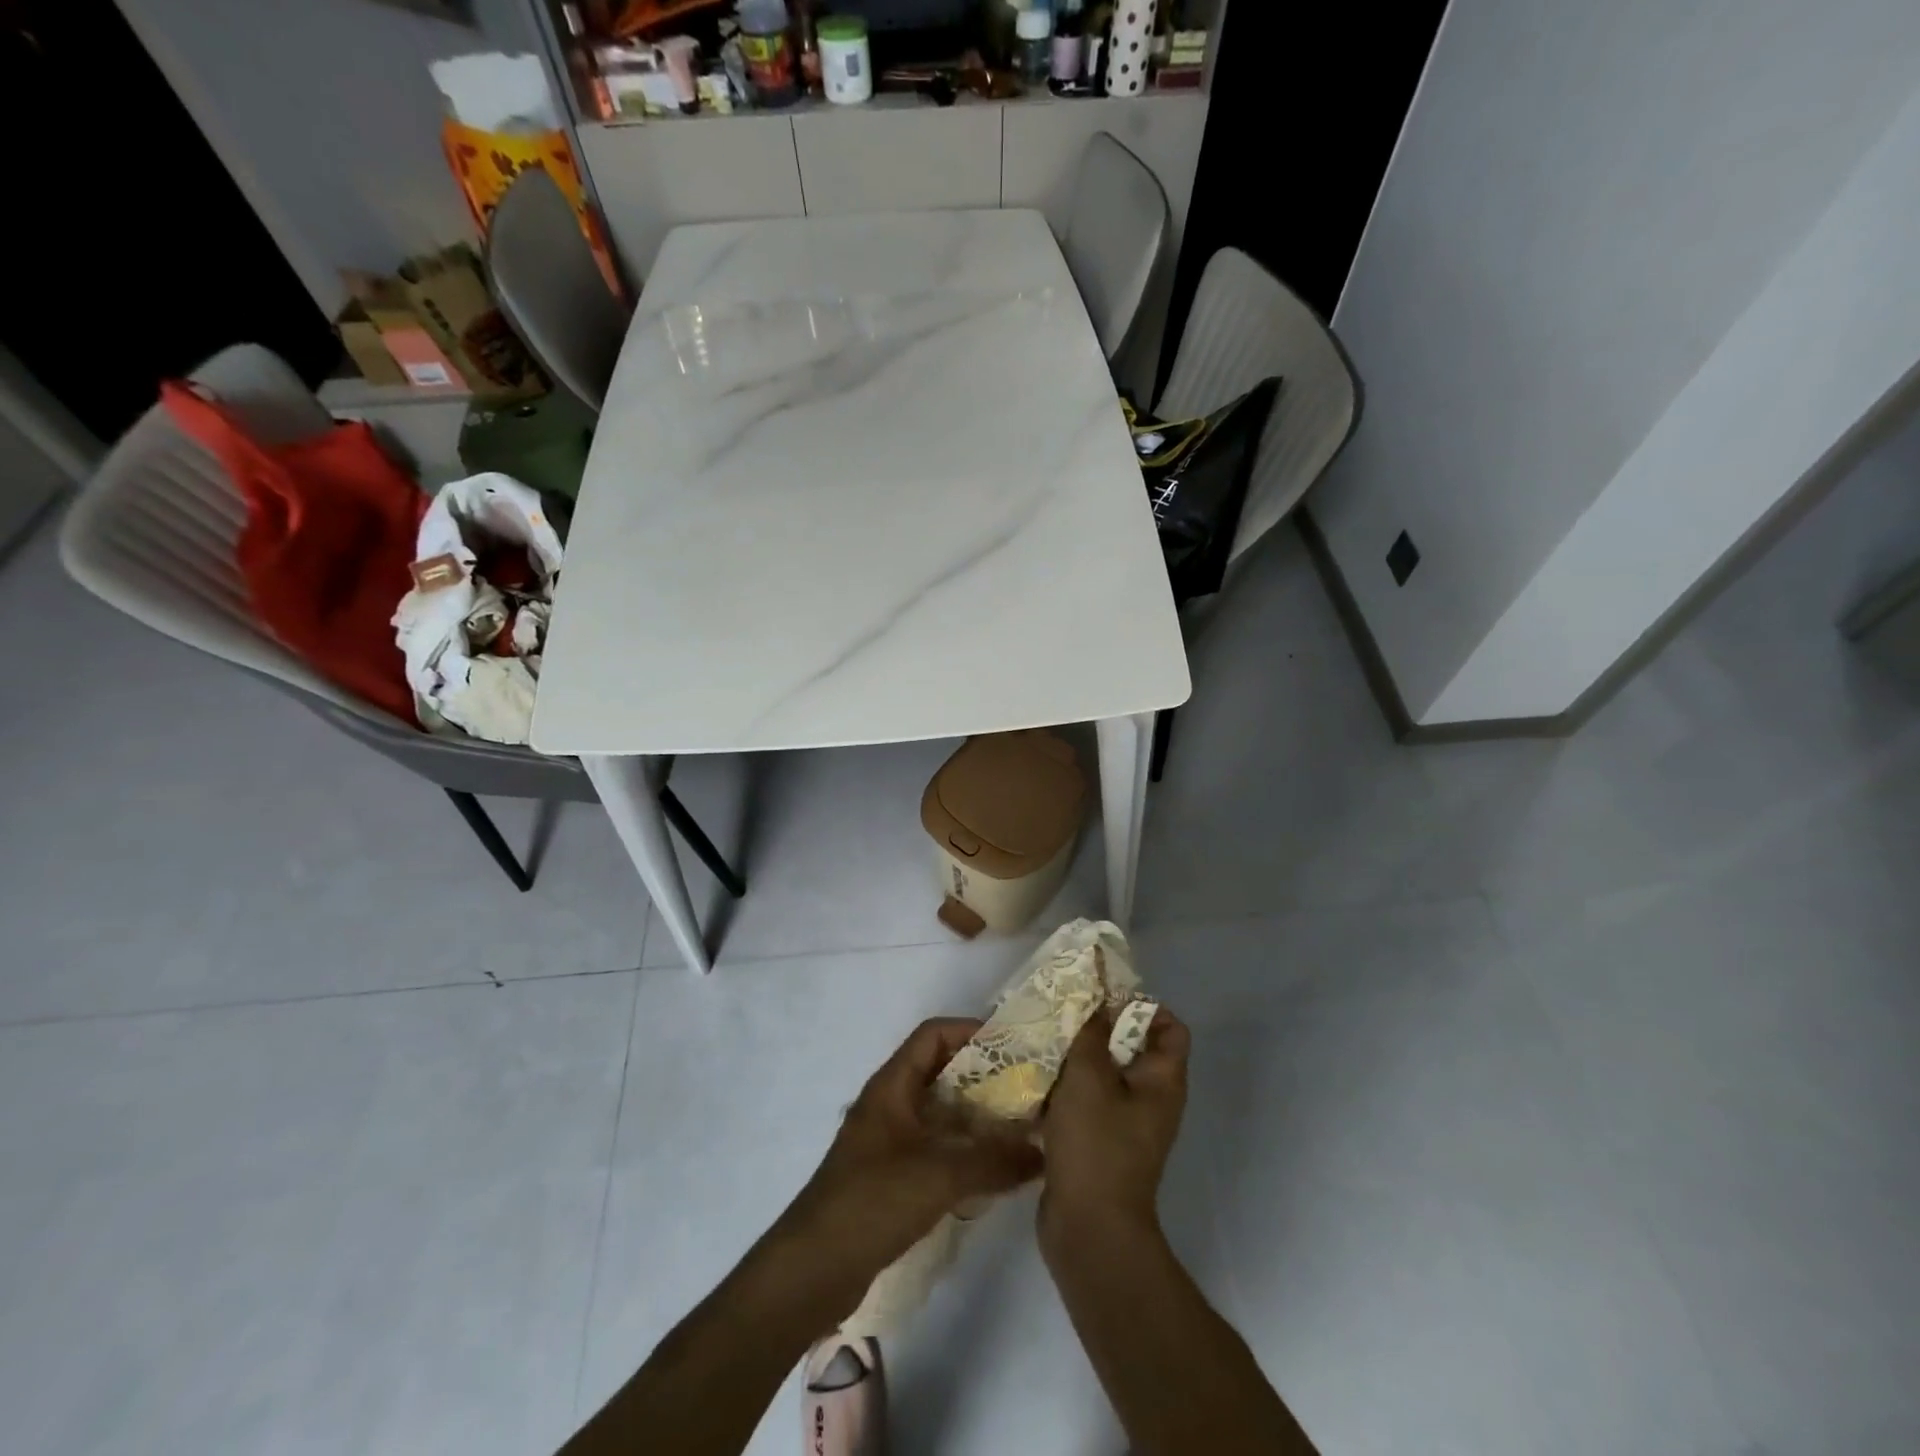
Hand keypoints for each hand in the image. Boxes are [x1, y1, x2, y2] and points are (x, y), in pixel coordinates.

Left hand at [780, 1018, 1042, 1290]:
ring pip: (940, 1114)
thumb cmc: (872, 1201)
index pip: (933, 1036)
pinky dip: (964, 1151)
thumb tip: (1042, 1153)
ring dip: (977, 1117)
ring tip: (1021, 1128)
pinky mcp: (892, 1177)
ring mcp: (889, 1141)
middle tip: (1028, 1089)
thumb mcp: (939, 1175)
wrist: (812, 1268)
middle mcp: (890, 1104)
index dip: (971, 1031)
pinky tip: (994, 1170)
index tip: (1013, 1045)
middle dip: (984, 1077)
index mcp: (892, 1085)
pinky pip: (936, 1148)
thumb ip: (993, 1161)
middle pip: (941, 1073)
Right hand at [1038, 1006, 1190, 1248]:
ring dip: (1075, 1057)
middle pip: (1131, 1047)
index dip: (1142, 1006)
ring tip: (1041, 1039)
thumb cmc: (1097, 1144)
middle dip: (1097, 1027)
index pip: (1169, 1027)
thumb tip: (1095, 999)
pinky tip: (1033, 1077)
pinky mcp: (1098, 1143)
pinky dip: (1064, 1088)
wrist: (1089, 1230)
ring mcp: (1124, 1124)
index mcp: (1162, 1081)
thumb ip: (1091, 1032)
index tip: (1102, 998)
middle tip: (1061, 1013)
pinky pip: (1084, 1102)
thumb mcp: (1089, 1077)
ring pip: (1102, 1074)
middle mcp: (1150, 1099)